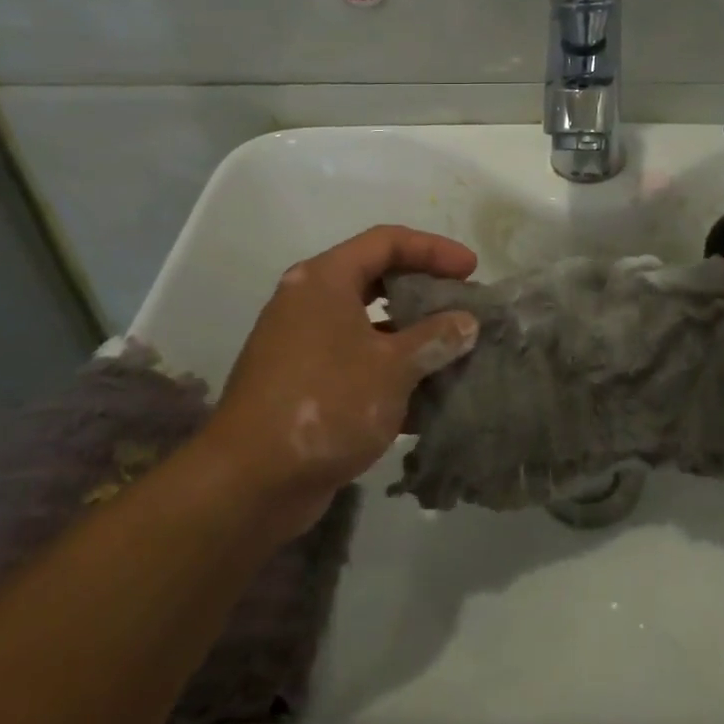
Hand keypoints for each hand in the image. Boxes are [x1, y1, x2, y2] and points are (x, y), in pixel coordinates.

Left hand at [195, 226, 479, 543]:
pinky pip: (357, 362)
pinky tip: (428, 398)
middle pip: (376, 279)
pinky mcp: (304, 383)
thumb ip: (434, 338)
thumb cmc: (327, 403)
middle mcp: (309, 302)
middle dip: (424, 292)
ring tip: (454, 351)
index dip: (433, 249)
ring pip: (369, 325)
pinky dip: (391, 371)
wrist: (252, 482)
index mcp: (324, 280)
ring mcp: (303, 344)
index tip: (471, 269)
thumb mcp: (392, 367)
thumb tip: (466, 322)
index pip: (386, 242)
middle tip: (463, 306)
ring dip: (412, 337)